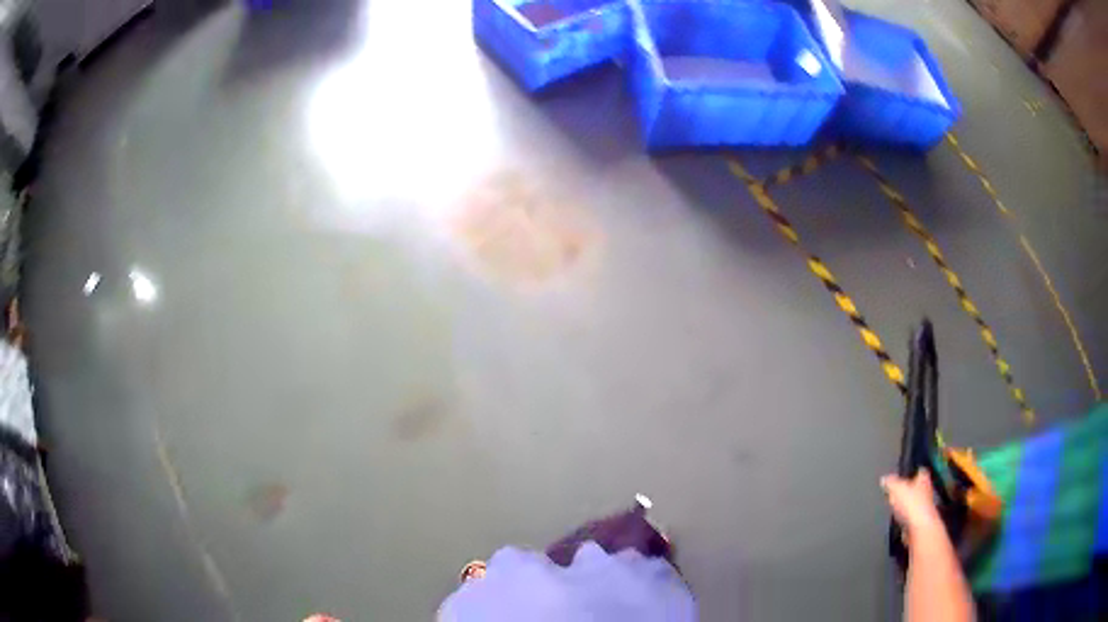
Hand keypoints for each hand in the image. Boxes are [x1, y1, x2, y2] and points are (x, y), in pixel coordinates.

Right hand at [881, 471, 942, 535]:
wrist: (919, 528)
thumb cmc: (911, 504)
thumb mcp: (896, 488)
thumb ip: (890, 482)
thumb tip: (884, 478)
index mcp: (923, 478)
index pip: (918, 471)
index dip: (910, 472)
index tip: (901, 476)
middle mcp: (926, 490)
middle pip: (915, 487)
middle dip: (906, 490)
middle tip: (894, 492)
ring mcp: (924, 506)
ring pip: (912, 503)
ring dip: (904, 506)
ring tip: (893, 507)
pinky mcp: (919, 521)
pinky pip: (910, 516)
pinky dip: (904, 518)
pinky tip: (896, 520)